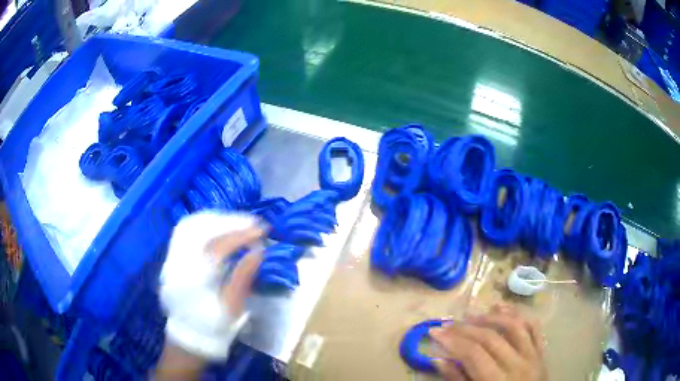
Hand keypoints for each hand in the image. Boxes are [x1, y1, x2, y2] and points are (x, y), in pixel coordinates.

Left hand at [156, 213, 265, 380]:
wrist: (188, 335)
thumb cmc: (213, 326)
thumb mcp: (232, 308)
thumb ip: (243, 278)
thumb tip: (259, 250)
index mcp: (196, 279)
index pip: (219, 246)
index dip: (242, 235)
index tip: (262, 230)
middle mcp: (180, 263)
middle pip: (203, 230)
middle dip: (231, 222)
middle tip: (253, 223)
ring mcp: (172, 258)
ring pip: (192, 226)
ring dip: (218, 220)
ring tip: (239, 223)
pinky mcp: (171, 257)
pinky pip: (185, 231)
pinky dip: (205, 224)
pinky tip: (219, 226)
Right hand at [428, 304, 546, 380]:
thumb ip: (457, 380)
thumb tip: (438, 359)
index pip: (473, 354)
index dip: (452, 341)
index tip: (434, 331)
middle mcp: (517, 364)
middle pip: (490, 338)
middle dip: (465, 328)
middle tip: (447, 323)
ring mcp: (532, 355)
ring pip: (514, 326)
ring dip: (491, 317)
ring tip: (473, 314)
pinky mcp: (541, 350)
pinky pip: (533, 326)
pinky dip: (518, 314)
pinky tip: (503, 309)